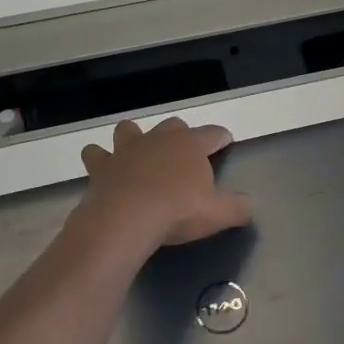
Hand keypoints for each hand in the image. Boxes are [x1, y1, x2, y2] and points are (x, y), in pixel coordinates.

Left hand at [78, 117, 252, 248]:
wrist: (126, 219)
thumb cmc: (178, 212)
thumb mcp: (218, 214)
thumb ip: (237, 208)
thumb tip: (248, 206)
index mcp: (190, 145)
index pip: (212, 133)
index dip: (220, 137)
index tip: (226, 141)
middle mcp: (159, 139)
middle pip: (173, 125)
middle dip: (179, 135)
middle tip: (182, 153)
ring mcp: (127, 149)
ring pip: (129, 130)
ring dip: (133, 137)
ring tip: (137, 151)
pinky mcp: (101, 166)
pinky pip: (96, 154)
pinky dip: (99, 158)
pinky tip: (102, 168)